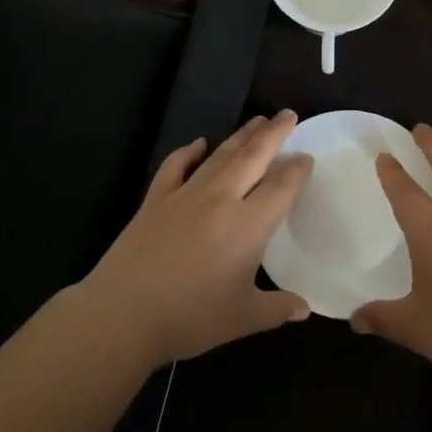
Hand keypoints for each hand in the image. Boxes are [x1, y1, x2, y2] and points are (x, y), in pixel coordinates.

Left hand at [81, 111, 312, 366]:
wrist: (123, 312)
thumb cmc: (191, 317)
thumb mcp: (242, 318)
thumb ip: (277, 308)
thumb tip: (304, 308)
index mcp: (249, 224)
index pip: (281, 186)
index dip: (297, 169)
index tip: (307, 156)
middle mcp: (221, 199)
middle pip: (253, 157)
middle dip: (274, 133)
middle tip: (288, 114)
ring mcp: (186, 194)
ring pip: (220, 155)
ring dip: (241, 135)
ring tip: (257, 120)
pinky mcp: (156, 199)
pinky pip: (175, 166)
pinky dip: (188, 152)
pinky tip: (197, 144)